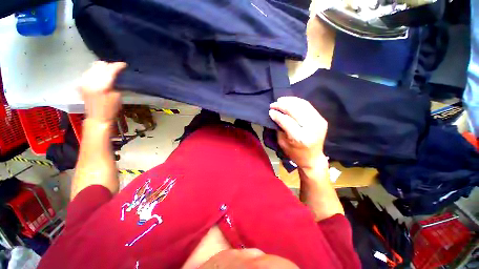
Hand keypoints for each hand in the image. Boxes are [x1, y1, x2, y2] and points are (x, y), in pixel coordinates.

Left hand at [79, 61, 126, 123]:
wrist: (97, 118)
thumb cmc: (111, 109)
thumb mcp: (117, 96)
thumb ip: (115, 84)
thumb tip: (114, 76)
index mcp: (101, 84)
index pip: (110, 69)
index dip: (118, 66)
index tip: (124, 65)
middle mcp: (90, 80)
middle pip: (99, 65)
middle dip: (109, 65)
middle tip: (117, 68)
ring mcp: (84, 81)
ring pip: (93, 67)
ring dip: (102, 68)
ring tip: (109, 70)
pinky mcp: (82, 84)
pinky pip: (88, 72)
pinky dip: (95, 71)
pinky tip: (100, 75)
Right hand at [269, 97, 327, 170]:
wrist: (313, 158)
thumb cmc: (295, 153)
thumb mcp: (283, 143)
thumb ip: (279, 128)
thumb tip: (275, 114)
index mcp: (300, 138)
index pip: (286, 121)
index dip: (277, 114)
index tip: (270, 111)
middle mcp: (311, 128)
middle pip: (295, 111)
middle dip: (282, 105)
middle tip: (273, 104)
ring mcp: (319, 123)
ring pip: (303, 105)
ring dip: (290, 101)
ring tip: (280, 100)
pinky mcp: (322, 119)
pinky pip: (308, 106)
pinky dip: (298, 102)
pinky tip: (290, 101)